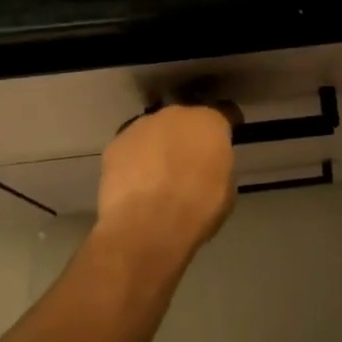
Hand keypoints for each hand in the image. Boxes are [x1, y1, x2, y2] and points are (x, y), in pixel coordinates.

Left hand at [94, 104, 235, 269]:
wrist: (146, 228)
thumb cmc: (197, 210)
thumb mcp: (226, 191)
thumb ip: (218, 168)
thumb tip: (208, 169)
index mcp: (210, 122)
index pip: (225, 113)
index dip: (224, 129)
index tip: (223, 144)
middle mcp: (177, 114)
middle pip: (185, 120)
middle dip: (187, 137)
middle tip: (187, 163)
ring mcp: (142, 125)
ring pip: (155, 131)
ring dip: (158, 146)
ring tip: (156, 176)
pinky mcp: (116, 144)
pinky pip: (130, 148)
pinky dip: (133, 160)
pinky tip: (134, 184)